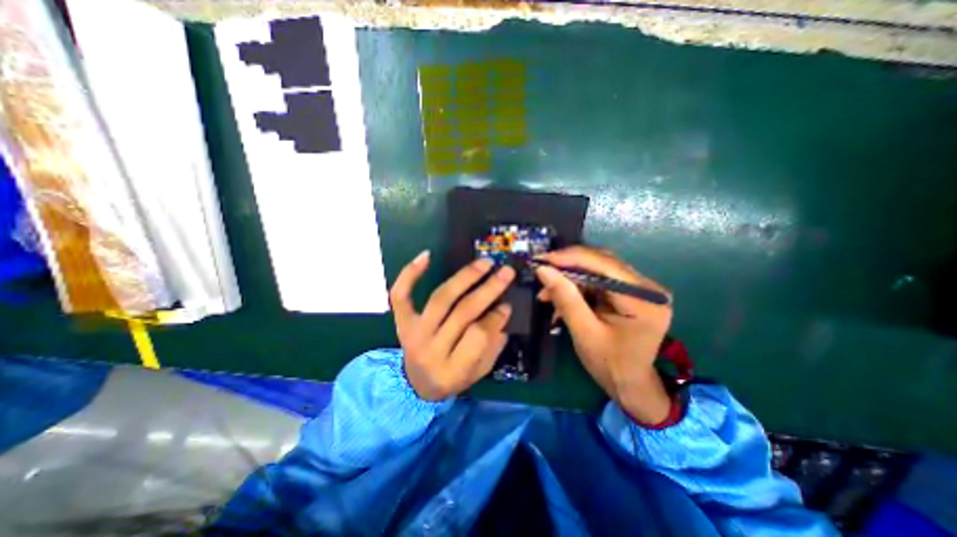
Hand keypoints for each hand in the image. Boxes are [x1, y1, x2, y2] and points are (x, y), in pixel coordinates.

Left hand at [389, 253, 516, 399]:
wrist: (417, 384)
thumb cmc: (452, 378)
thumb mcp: (479, 371)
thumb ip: (493, 345)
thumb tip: (503, 310)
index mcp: (451, 370)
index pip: (478, 335)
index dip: (496, 317)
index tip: (508, 304)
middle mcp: (429, 350)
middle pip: (461, 313)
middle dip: (488, 289)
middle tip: (505, 272)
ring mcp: (412, 333)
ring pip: (440, 298)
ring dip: (464, 277)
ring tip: (484, 263)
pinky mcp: (401, 321)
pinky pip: (400, 295)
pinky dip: (410, 274)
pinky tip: (426, 255)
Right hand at [538, 248, 671, 426]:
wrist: (630, 384)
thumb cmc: (609, 364)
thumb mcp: (584, 332)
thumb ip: (565, 298)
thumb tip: (543, 269)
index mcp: (644, 299)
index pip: (604, 265)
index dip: (570, 258)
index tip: (541, 260)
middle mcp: (648, 287)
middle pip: (601, 263)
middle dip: (567, 267)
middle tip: (541, 272)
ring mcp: (641, 288)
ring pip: (597, 269)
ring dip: (570, 278)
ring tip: (547, 292)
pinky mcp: (630, 292)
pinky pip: (599, 280)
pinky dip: (577, 286)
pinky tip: (561, 295)